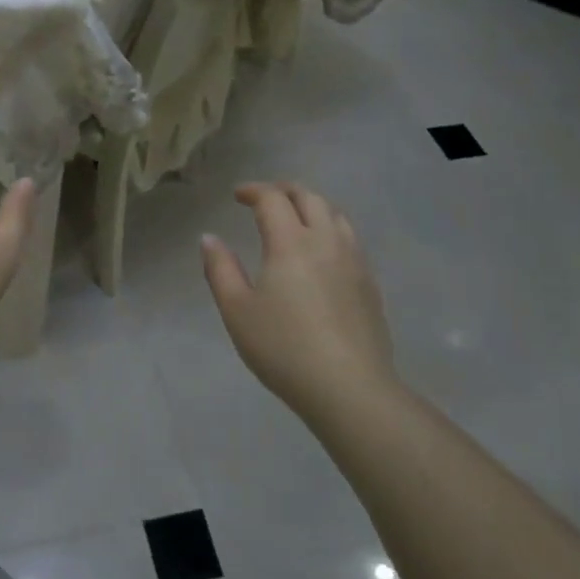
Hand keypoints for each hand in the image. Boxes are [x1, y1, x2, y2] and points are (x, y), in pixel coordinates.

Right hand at [200, 182, 397, 418]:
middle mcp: (326, 241)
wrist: (350, 388)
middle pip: (309, 197)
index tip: (237, 196)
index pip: (272, 199)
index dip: (253, 190)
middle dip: (284, 190)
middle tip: (264, 199)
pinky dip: (330, 228)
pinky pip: (350, 238)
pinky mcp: (369, 283)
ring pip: (336, 214)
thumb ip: (220, 269)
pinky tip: (321, 252)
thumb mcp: (237, 311)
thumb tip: (209, 238)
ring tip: (294, 218)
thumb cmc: (284, 348)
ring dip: (311, 205)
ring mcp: (354, 261)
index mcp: (291, 242)